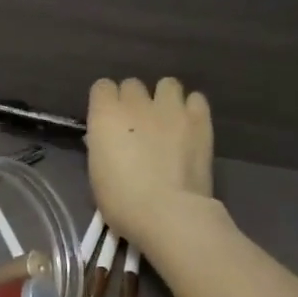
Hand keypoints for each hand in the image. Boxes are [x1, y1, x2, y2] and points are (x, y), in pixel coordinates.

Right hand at [87, 77, 214, 246]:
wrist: (168, 212)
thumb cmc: (122, 200)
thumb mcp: (97, 173)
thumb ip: (101, 145)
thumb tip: (105, 137)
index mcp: (105, 115)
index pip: (101, 86)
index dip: (105, 102)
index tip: (108, 120)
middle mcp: (136, 103)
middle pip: (133, 84)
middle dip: (134, 100)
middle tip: (138, 124)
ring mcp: (171, 108)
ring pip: (167, 84)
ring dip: (165, 99)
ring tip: (168, 120)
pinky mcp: (200, 119)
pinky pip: (196, 99)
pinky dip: (191, 109)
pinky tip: (189, 127)